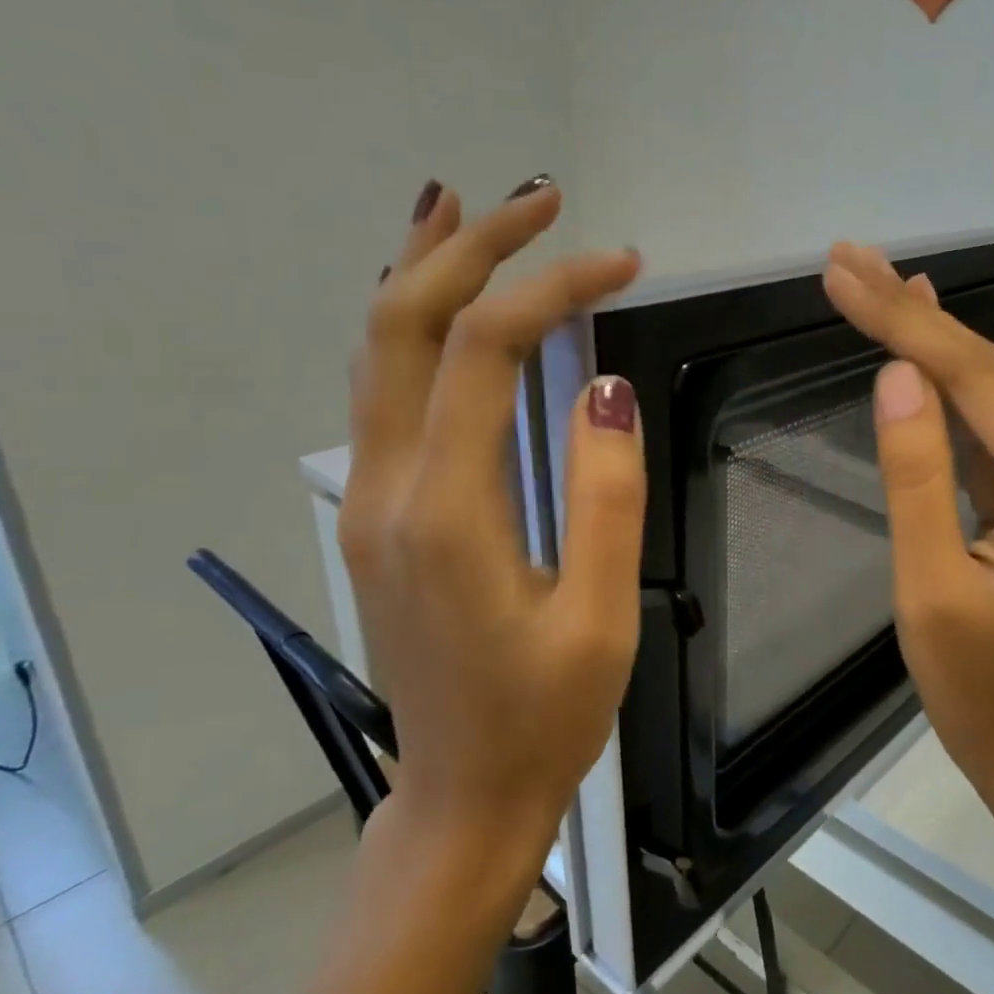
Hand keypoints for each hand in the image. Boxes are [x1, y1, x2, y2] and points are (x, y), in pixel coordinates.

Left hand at [338, 176, 644, 850]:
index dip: (552, 288)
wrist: (462, 794)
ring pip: (376, 350)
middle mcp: (388, 488)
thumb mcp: (602, 616)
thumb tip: (603, 387)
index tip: (623, 263)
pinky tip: (437, 298)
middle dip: (470, 247)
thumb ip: (605, 497)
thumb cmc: (546, 717)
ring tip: (465, 207)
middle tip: (538, 199)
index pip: (486, 351)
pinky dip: (408, 323)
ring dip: (421, 268)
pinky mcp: (378, 513)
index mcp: (447, 511)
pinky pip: (382, 390)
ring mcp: (370, 499)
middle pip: (403, 324)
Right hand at [821, 242, 993, 811]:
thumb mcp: (929, 584)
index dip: (903, 322)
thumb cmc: (978, 684)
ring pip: (987, 393)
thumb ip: (917, 474)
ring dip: (927, 339)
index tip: (844, 274)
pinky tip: (920, 344)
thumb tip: (896, 376)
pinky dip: (948, 385)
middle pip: (986, 373)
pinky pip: (991, 426)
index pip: (974, 380)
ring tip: (873, 280)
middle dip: (912, 314)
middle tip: (850, 258)